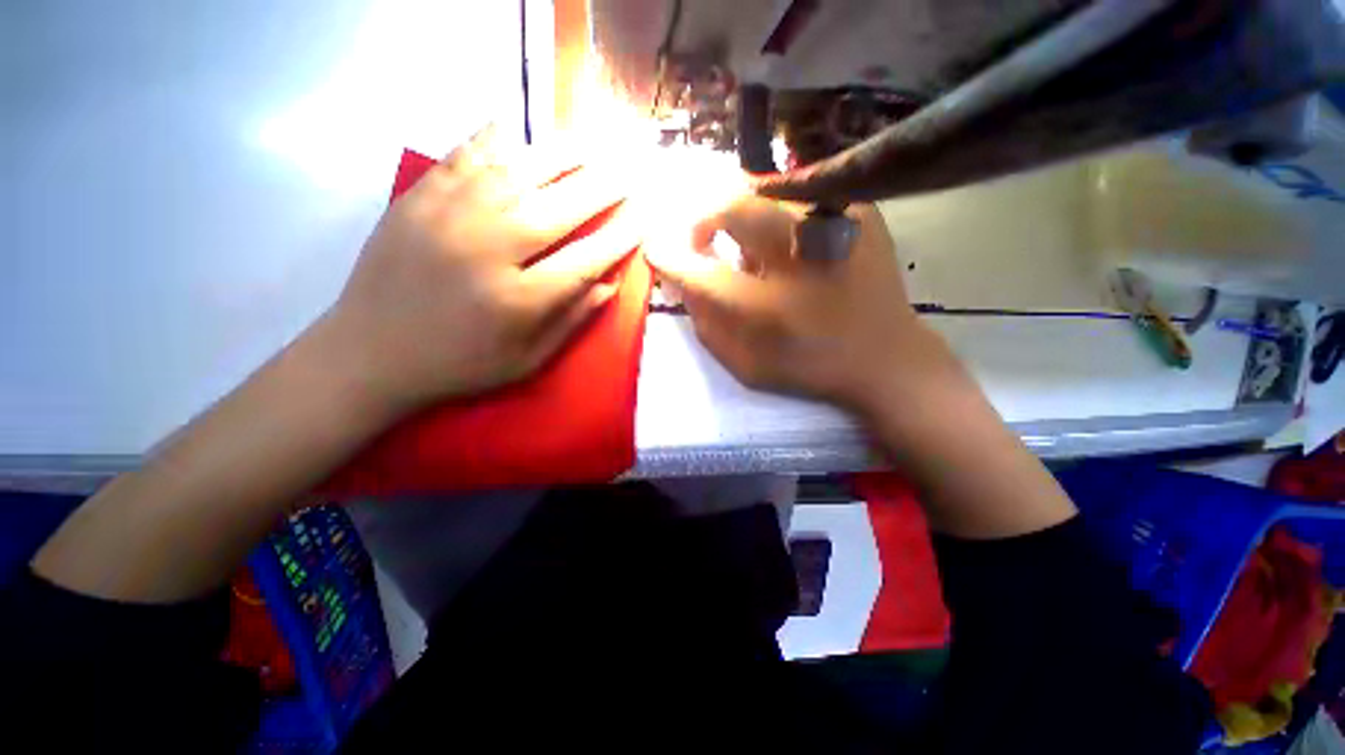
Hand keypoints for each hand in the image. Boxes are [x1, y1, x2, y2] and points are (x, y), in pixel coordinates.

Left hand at [320, 129, 638, 413]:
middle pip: (557, 209)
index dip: (619, 238)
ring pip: (515, 173)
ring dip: (558, 156)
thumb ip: (571, 320)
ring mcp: (447, 218)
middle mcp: (487, 251)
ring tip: (588, 146)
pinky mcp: (416, 200)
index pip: (585, 259)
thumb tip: (609, 282)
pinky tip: (517, 129)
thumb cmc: (461, 365)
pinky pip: (461, 158)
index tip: (642, 220)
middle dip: (600, 189)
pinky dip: (493, 139)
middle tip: (626, 175)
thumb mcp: (527, 360)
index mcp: (517, 300)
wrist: (370, 354)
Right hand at [646, 196, 951, 413]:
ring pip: (764, 194)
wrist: (886, 358)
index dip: (670, 256)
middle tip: (702, 243)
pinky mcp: (858, 210)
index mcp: (765, 304)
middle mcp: (798, 250)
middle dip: (705, 220)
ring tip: (747, 248)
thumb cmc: (808, 364)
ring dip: (741, 217)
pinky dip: (777, 216)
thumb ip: (706, 320)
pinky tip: (786, 245)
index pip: (698, 270)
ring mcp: (835, 220)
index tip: (654, 249)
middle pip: (731, 205)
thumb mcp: (744, 360)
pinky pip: (798, 198)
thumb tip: (684, 280)